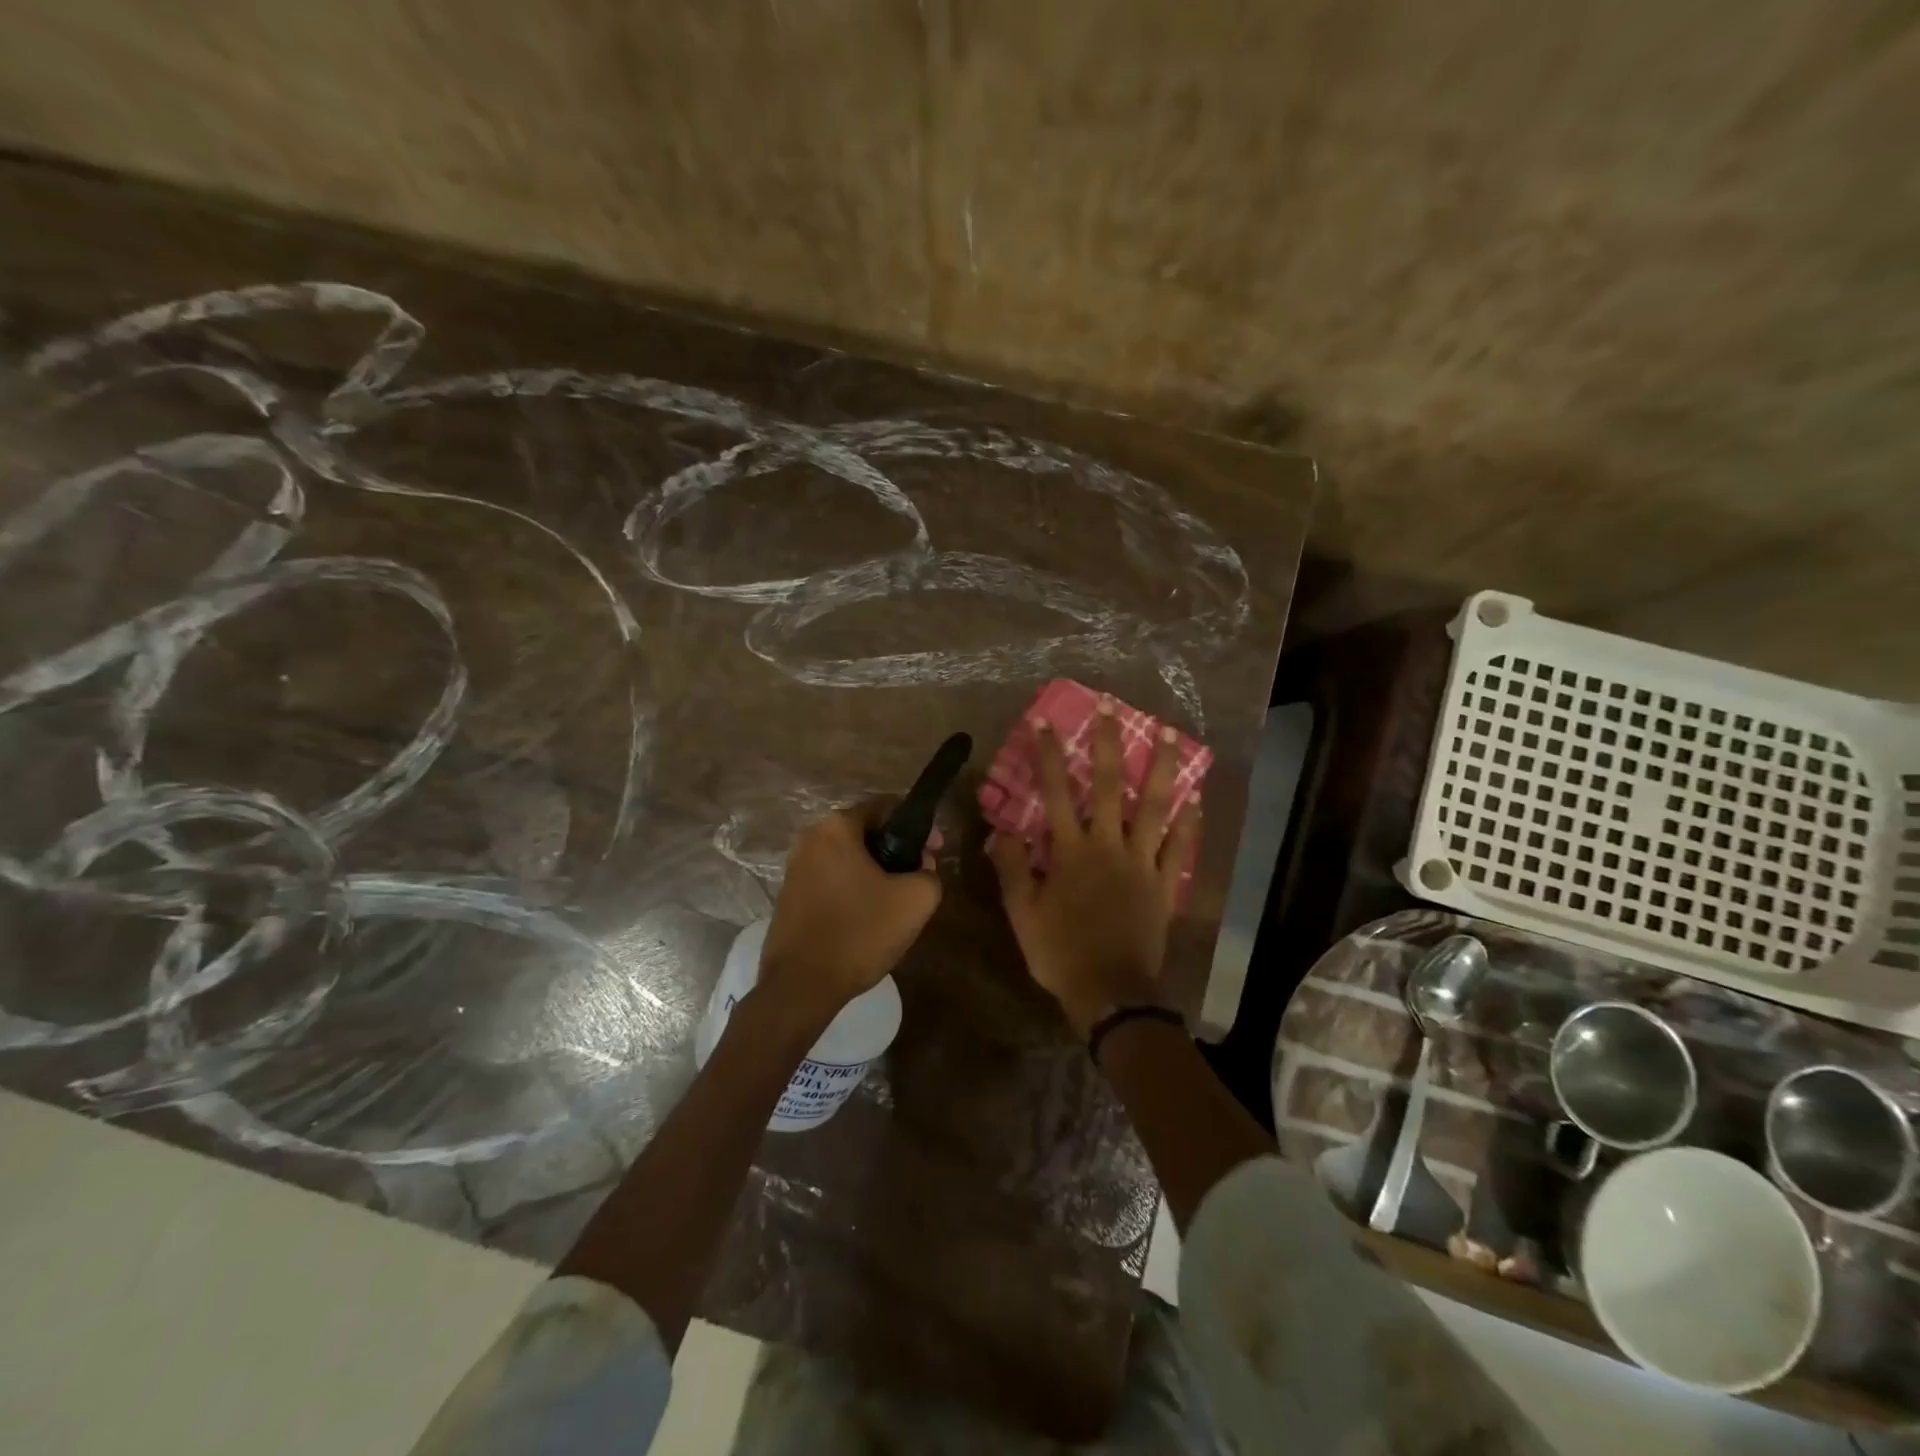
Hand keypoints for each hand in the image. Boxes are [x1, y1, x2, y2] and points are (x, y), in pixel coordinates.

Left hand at [758, 799, 941, 1026]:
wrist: (801, 986)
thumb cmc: (860, 932)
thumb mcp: (915, 900)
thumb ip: (930, 873)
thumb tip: (922, 869)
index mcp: (836, 827)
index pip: (886, 807)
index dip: (919, 827)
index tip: (936, 851)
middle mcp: (810, 839)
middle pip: (866, 834)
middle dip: (897, 852)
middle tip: (920, 879)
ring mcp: (795, 869)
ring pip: (849, 860)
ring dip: (876, 873)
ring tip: (898, 903)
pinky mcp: (789, 898)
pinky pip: (832, 882)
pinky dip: (854, 891)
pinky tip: (869, 919)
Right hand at [990, 700, 1201, 1036]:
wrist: (1110, 993)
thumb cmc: (1061, 952)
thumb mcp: (1022, 914)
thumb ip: (1010, 868)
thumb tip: (1000, 829)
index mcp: (1071, 852)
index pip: (1056, 792)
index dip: (1049, 755)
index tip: (1044, 721)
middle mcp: (1109, 846)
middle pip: (1110, 786)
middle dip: (1108, 742)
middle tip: (1110, 705)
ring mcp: (1143, 863)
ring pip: (1155, 807)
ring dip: (1160, 767)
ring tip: (1168, 732)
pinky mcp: (1165, 885)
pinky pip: (1181, 849)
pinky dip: (1189, 824)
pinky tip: (1195, 798)